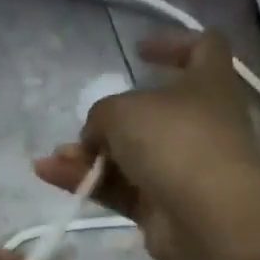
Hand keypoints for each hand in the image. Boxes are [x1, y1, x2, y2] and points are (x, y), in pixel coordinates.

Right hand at [34, 30, 259, 259]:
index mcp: (208, 83)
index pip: (203, 48)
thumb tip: (94, 137)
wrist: (206, 216)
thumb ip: (100, 115)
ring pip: (128, 156)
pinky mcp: (161, 207)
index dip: (172, 43)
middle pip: (152, 113)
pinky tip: (51, 174)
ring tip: (54, 158)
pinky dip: (87, 182)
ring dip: (89, 155)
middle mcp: (199, 123)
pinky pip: (119, 188)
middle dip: (111, 120)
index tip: (138, 51)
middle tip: (83, 126)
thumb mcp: (123, 110)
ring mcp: (181, 168)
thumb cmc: (175, 142)